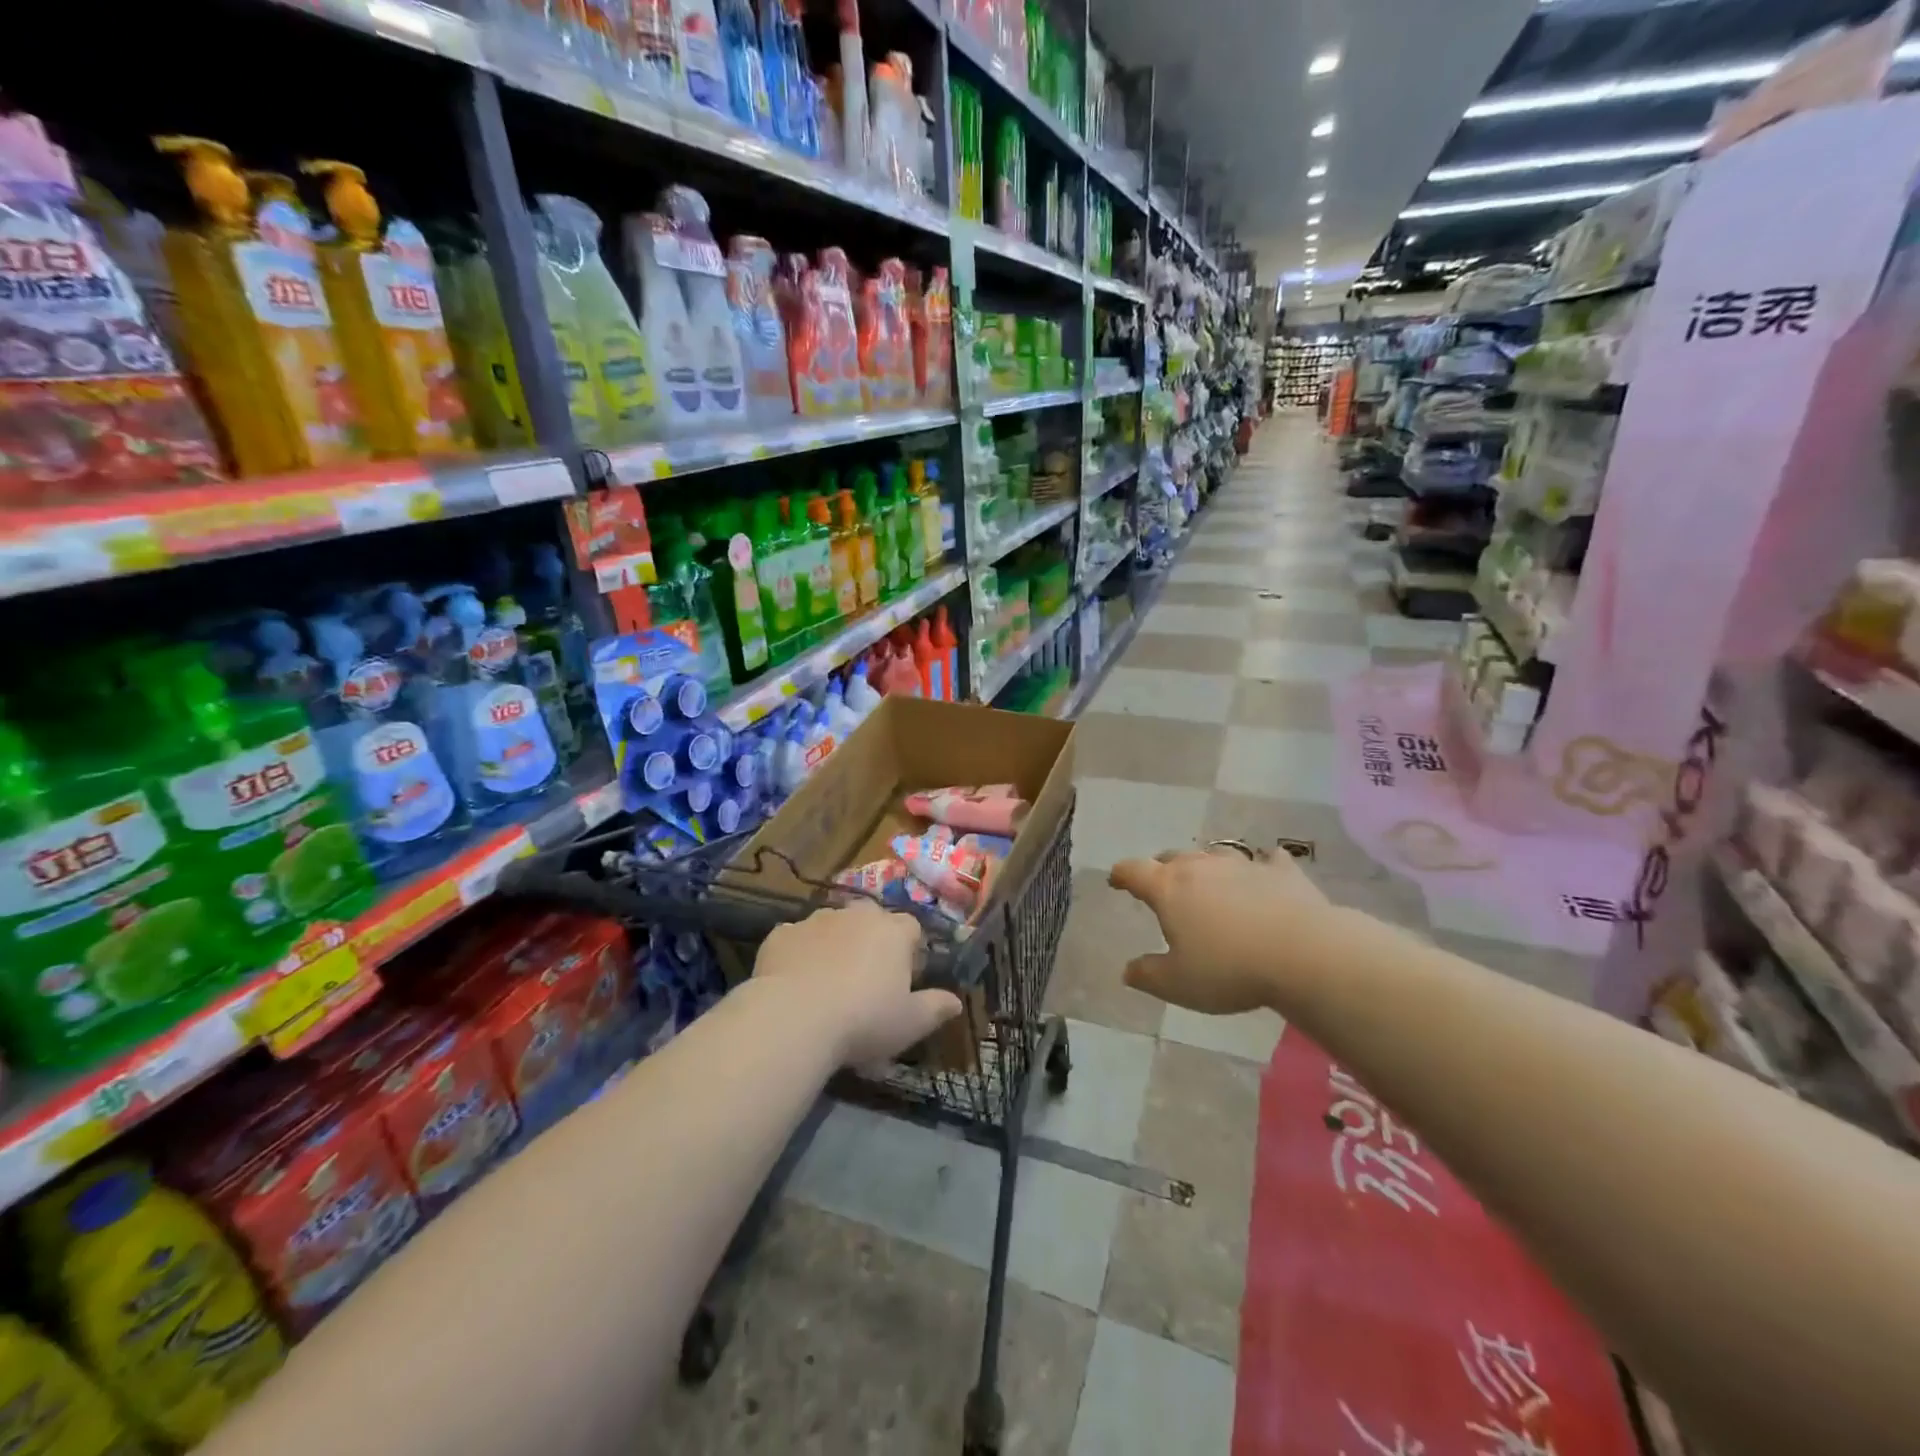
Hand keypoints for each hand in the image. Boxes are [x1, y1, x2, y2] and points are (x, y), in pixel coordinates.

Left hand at [751, 899, 962, 1066]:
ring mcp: (816, 920)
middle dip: (871, 943)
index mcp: (893, 931)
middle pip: (871, 921)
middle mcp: (857, 915)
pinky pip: (797, 940)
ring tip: (827, 986)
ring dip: (835, 946)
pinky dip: (800, 955)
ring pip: (833, 927)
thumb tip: (956, 1002)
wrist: (794, 1019)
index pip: (911, 928)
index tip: (904, 980)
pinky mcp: (781, 933)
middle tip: (866, 982)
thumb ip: (936, 1008)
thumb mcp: (910, 1024)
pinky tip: (795, 985)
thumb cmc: (864, 1020)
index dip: (910, 952)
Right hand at [1108, 847, 1330, 1013]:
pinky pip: (1267, 861)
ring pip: (1214, 855)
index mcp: (1168, 888)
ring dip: (1206, 866)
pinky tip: (1267, 870)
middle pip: (1172, 857)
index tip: (1116, 881)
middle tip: (1162, 887)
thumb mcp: (1178, 984)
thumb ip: (1148, 975)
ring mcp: (1243, 864)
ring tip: (1208, 882)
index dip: (1121, 875)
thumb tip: (1128, 970)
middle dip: (1161, 869)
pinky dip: (1261, 865)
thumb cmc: (1229, 968)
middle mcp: (1201, 867)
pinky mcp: (1282, 871)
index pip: (1134, 871)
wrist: (1304, 953)